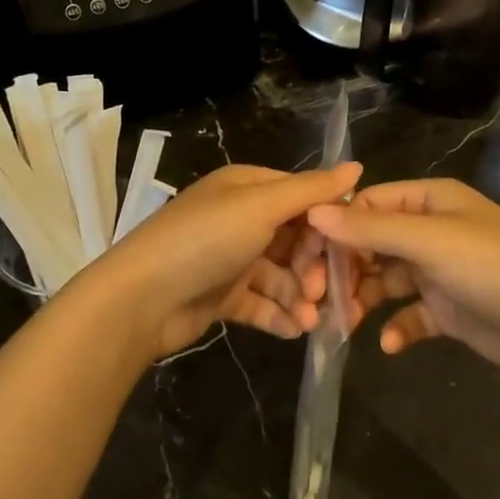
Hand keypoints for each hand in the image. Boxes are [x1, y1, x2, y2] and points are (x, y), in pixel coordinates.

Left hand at [78, 162, 361, 359]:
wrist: (141, 298)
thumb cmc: (205, 240)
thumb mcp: (260, 206)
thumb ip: (310, 190)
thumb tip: (358, 167)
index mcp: (247, 188)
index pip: (302, 198)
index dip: (328, 223)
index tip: (352, 250)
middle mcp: (241, 219)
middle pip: (295, 240)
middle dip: (315, 268)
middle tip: (325, 294)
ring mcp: (231, 259)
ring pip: (281, 276)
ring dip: (300, 297)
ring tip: (311, 321)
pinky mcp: (223, 296)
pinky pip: (262, 303)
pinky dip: (280, 315)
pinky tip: (295, 331)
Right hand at [306, 178, 499, 390]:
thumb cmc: (496, 270)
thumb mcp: (431, 243)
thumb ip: (371, 229)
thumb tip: (313, 211)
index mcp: (430, 201)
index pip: (367, 205)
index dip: (335, 229)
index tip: (305, 260)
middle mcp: (431, 231)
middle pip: (371, 243)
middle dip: (345, 269)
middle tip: (319, 299)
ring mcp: (439, 272)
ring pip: (385, 280)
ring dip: (363, 299)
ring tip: (346, 324)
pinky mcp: (447, 310)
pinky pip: (408, 314)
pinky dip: (395, 326)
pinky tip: (389, 343)